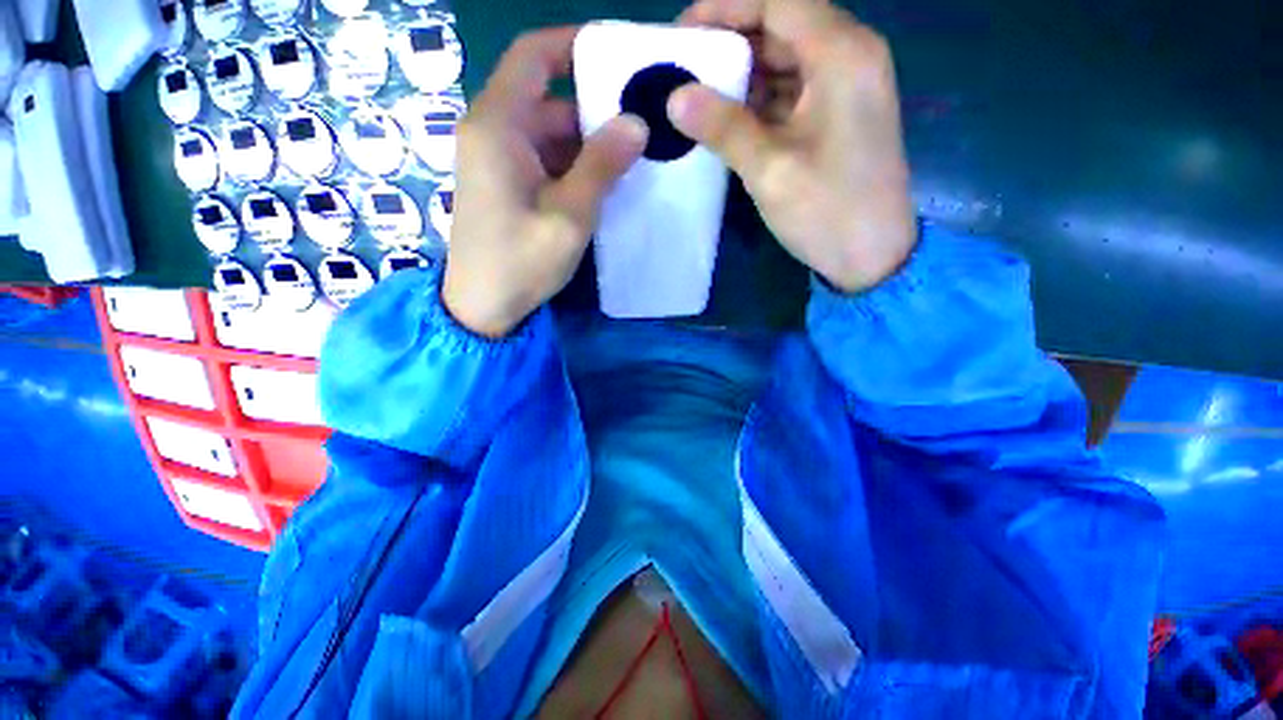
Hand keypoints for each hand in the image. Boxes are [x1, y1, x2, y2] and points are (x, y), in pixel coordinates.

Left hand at [443, 27, 648, 336]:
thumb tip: (636, 123)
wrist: (482, 306)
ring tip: (632, 159)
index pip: (533, 57)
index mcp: (498, 126)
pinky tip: (604, 184)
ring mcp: (498, 159)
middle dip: (594, 111)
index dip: (574, 46)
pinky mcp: (506, 183)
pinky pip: (544, 159)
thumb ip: (601, 167)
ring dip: (588, 145)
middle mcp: (492, 131)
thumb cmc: (521, 262)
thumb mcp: (569, 216)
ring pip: (549, 133)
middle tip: (641, 126)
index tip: (619, 59)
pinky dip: (573, 166)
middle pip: (548, 100)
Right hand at [672, 0, 916, 292]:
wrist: (872, 256)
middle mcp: (851, 55)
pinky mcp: (838, 115)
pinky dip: (758, 99)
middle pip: (782, 25)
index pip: (778, 0)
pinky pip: (793, 90)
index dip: (726, 7)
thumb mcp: (770, 169)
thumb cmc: (827, 211)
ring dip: (742, 73)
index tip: (684, 33)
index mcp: (842, 54)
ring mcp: (847, 86)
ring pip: (786, 59)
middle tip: (684, 69)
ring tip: (697, 95)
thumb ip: (723, 127)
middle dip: (730, 41)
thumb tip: (675, 98)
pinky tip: (727, 117)